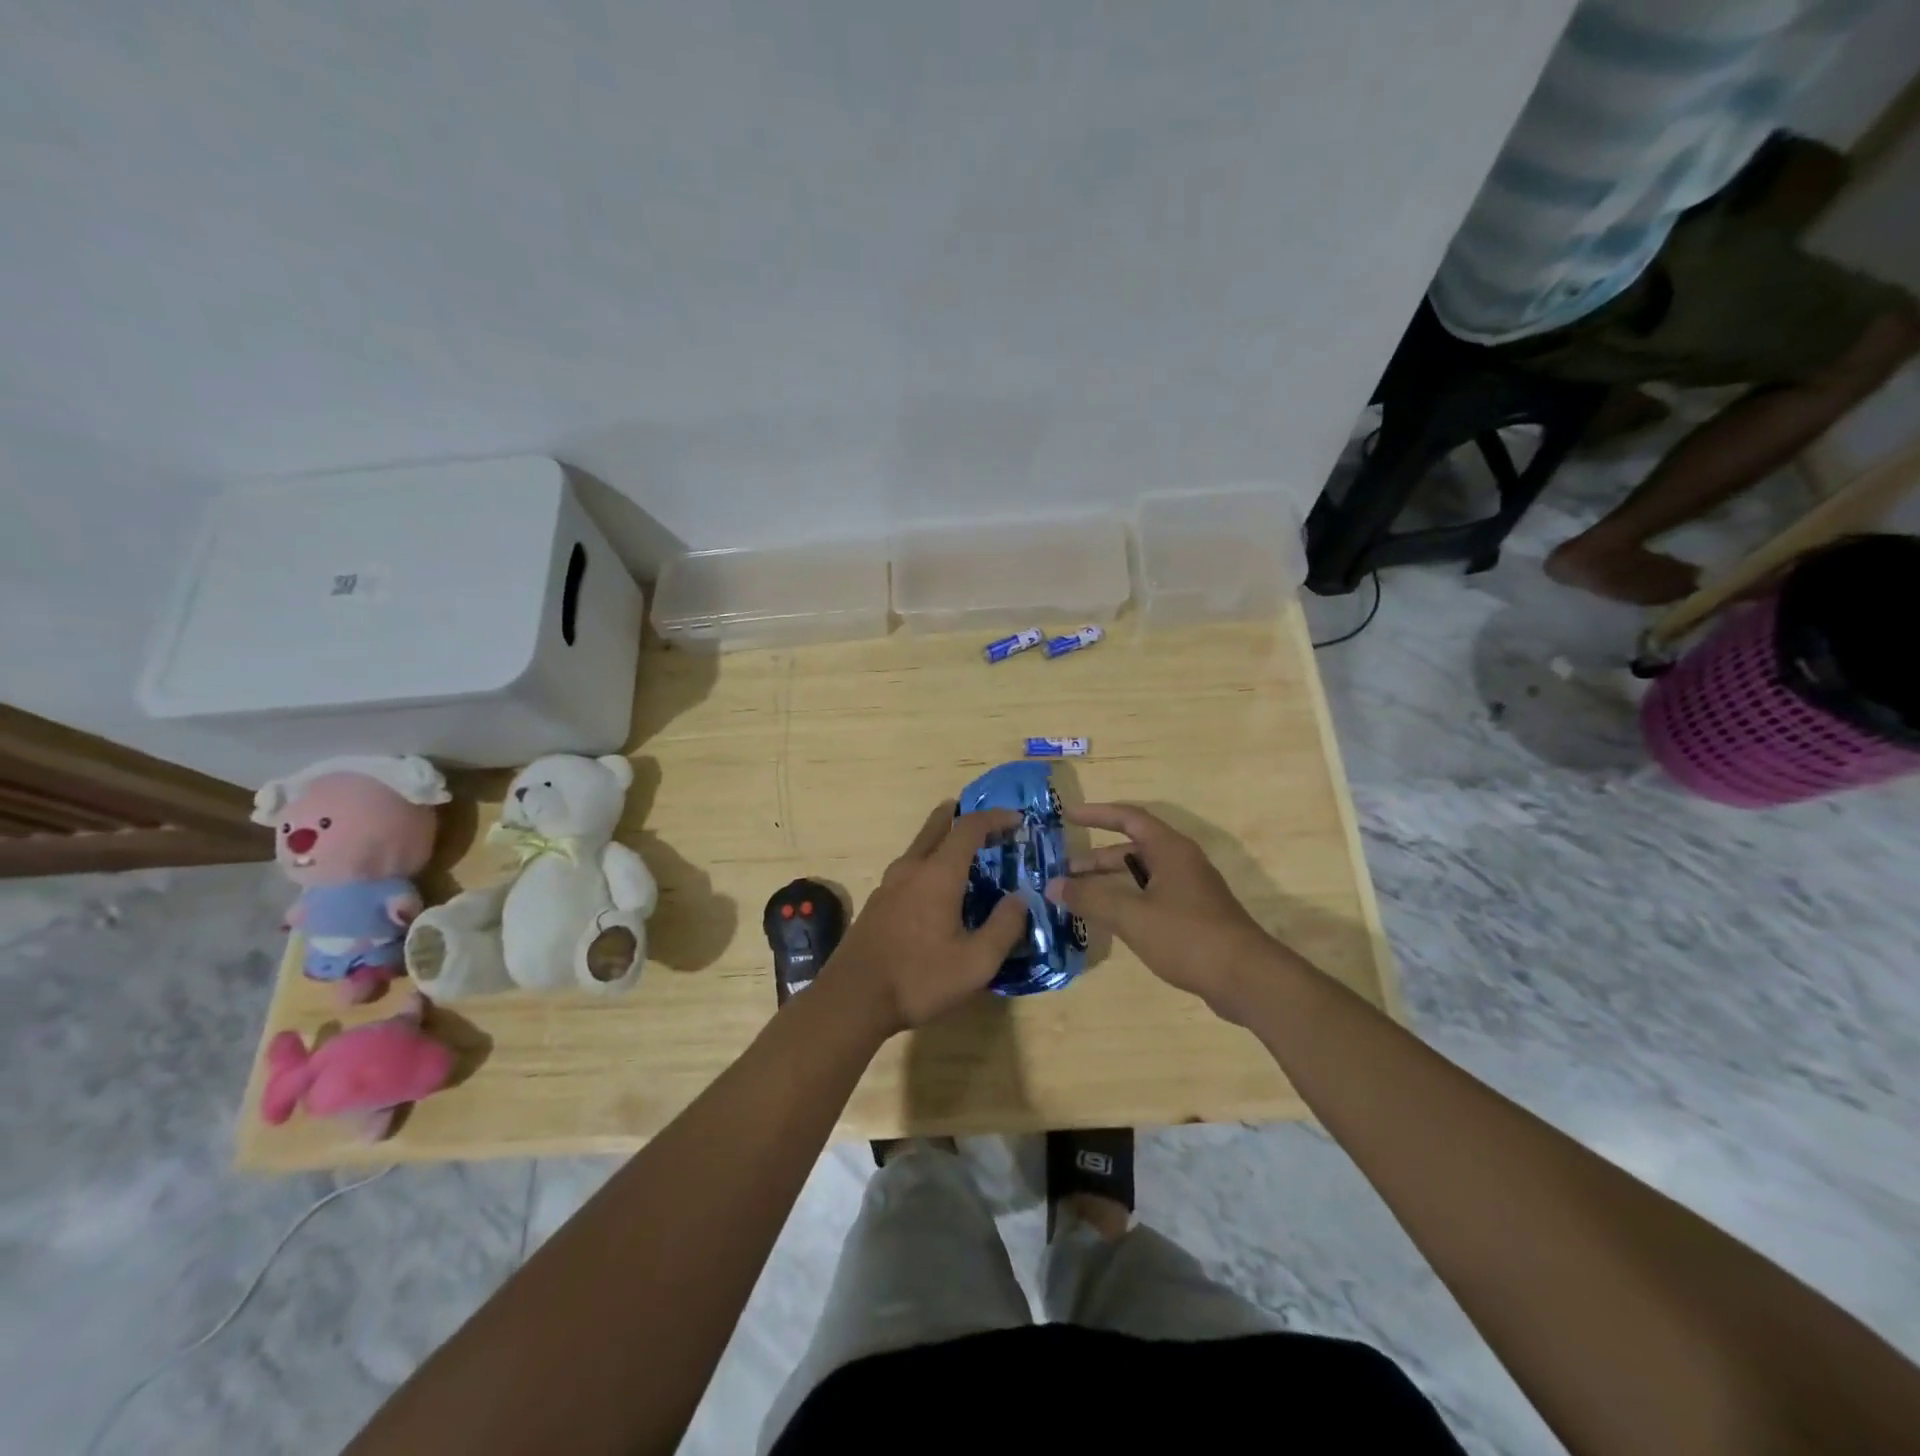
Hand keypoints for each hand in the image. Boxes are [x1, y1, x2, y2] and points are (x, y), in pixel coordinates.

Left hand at [820, 803, 1028, 1035]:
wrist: (852, 1000)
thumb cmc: (919, 979)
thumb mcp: (976, 963)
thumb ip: (1004, 927)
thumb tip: (1021, 898)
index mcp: (938, 874)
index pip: (969, 828)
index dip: (995, 818)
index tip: (1016, 820)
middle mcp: (911, 869)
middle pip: (936, 826)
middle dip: (961, 815)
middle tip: (984, 820)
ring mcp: (888, 884)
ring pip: (919, 847)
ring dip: (942, 840)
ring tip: (964, 854)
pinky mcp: (877, 903)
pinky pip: (908, 868)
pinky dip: (928, 863)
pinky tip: (936, 889)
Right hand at [1045, 803, 1283, 1023]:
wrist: (1247, 979)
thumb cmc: (1187, 936)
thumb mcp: (1132, 915)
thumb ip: (1091, 898)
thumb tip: (1053, 885)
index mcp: (1170, 849)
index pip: (1129, 818)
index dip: (1098, 814)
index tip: (1068, 816)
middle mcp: (1181, 863)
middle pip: (1133, 849)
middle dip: (1097, 858)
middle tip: (1065, 870)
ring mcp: (1190, 890)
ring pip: (1142, 876)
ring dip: (1110, 882)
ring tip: (1080, 897)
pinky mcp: (1194, 917)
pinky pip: (1152, 897)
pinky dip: (1127, 901)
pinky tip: (1110, 921)